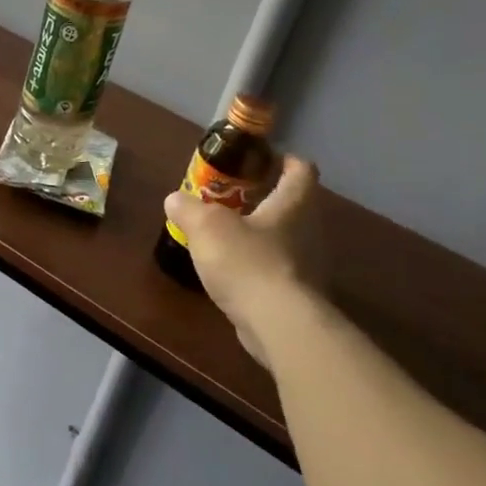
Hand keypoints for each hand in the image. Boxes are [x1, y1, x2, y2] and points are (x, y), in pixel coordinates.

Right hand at [164, 155, 325, 343]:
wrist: (279, 325)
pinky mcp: (299, 296)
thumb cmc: (248, 262)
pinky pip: (278, 271)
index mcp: (294, 204)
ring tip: (224, 238)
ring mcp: (308, 266)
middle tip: (229, 200)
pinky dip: (257, 267)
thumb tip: (176, 199)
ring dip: (259, 235)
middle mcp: (309, 230)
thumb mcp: (206, 226)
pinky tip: (232, 275)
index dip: (284, 160)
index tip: (260, 160)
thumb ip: (188, 208)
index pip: (302, 169)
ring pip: (284, 239)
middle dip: (263, 199)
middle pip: (292, 205)